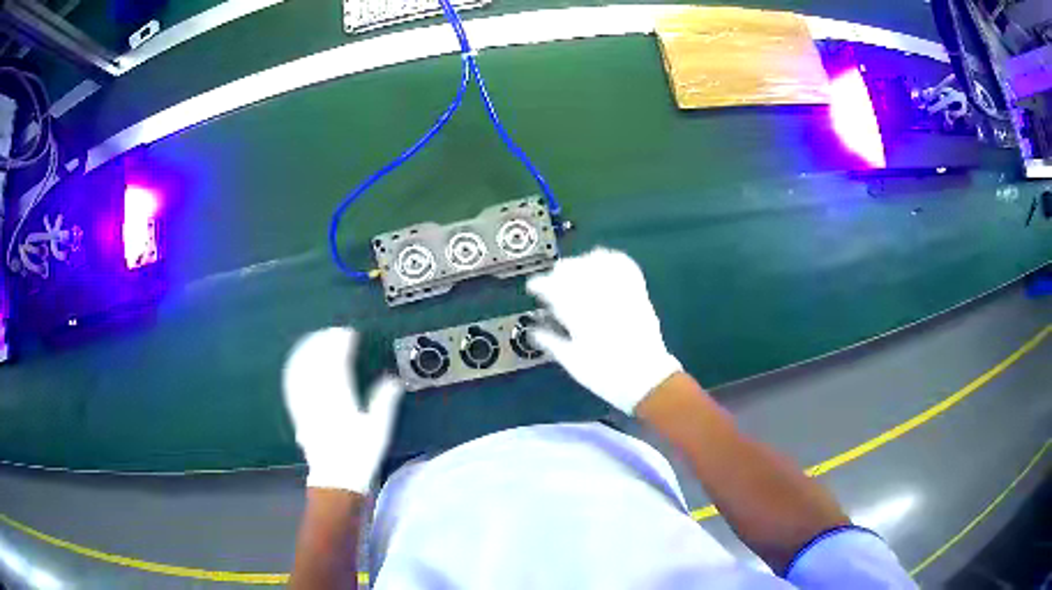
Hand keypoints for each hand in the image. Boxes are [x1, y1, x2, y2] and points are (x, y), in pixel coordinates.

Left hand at [282, 327, 403, 492]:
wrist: (336, 479)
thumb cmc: (360, 455)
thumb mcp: (379, 431)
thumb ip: (384, 402)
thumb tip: (392, 379)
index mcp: (340, 400)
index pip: (337, 363)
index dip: (341, 345)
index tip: (348, 333)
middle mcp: (319, 398)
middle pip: (317, 363)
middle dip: (324, 343)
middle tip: (332, 332)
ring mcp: (306, 405)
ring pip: (302, 371)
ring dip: (308, 351)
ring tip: (316, 339)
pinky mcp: (298, 412)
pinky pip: (293, 385)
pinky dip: (296, 368)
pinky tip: (298, 361)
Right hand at [526, 247, 681, 413]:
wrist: (646, 379)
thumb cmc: (606, 375)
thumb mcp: (573, 362)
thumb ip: (551, 342)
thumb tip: (534, 330)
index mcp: (581, 318)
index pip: (554, 290)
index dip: (540, 284)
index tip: (533, 286)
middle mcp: (600, 301)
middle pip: (575, 271)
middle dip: (558, 272)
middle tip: (551, 279)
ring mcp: (622, 295)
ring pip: (598, 264)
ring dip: (582, 263)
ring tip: (575, 269)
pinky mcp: (638, 295)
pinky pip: (626, 267)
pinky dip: (612, 259)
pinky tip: (602, 260)